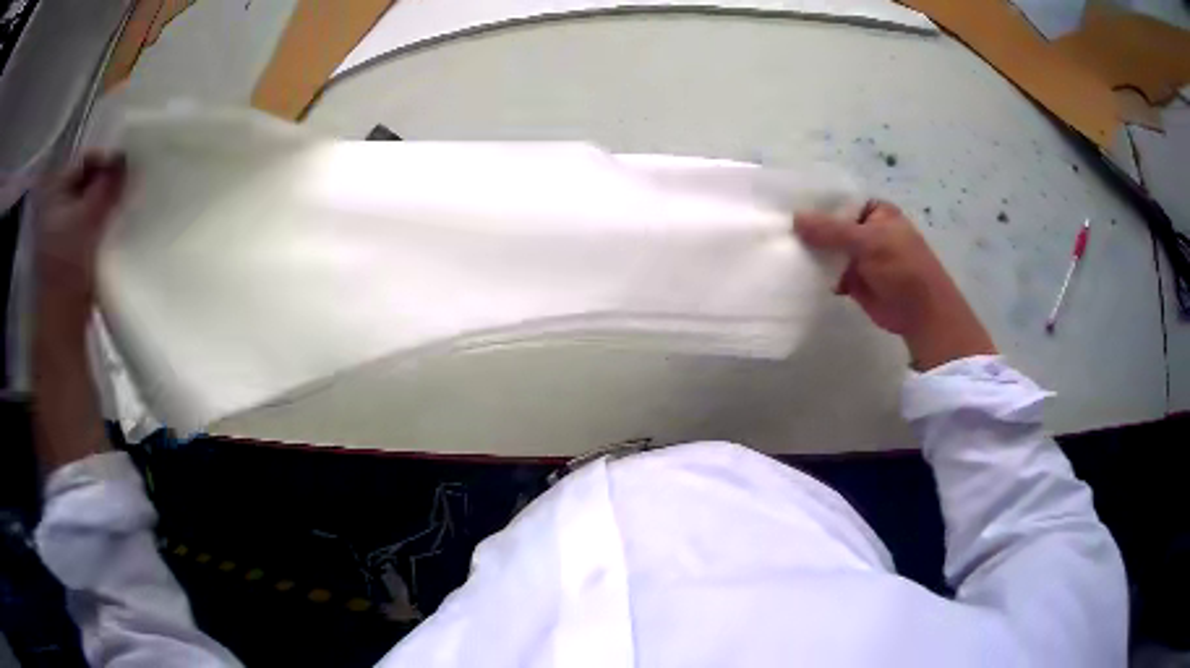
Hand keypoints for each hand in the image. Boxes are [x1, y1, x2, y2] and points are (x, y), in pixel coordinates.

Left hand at [35, 152, 126, 330]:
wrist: (61, 326)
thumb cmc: (67, 268)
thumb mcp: (87, 220)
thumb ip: (106, 187)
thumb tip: (126, 158)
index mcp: (53, 191)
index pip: (84, 160)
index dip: (105, 161)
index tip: (127, 169)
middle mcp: (54, 206)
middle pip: (85, 182)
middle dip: (106, 183)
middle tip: (128, 187)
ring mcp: (59, 232)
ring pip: (87, 205)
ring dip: (104, 205)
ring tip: (123, 207)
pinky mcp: (68, 253)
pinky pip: (87, 226)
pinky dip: (100, 224)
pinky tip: (113, 229)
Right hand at [795, 201, 995, 369]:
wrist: (921, 313)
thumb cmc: (903, 267)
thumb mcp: (869, 241)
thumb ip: (831, 230)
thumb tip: (795, 218)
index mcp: (874, 212)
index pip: (838, 200)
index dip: (814, 202)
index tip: (783, 203)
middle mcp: (865, 230)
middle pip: (830, 225)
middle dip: (808, 229)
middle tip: (774, 228)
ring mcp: (859, 256)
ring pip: (828, 249)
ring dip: (810, 251)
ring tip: (777, 248)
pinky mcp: (853, 280)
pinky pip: (829, 272)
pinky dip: (815, 273)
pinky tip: (792, 270)